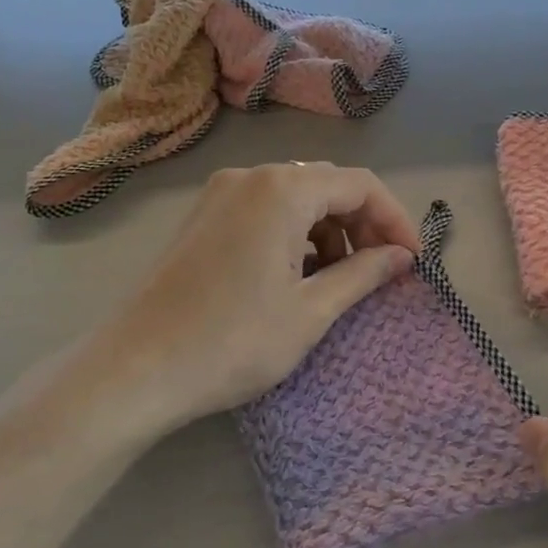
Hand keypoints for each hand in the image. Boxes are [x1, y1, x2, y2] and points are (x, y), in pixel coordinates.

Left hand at [101, 164, 419, 429]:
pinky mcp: (203, 217)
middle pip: (327, 185)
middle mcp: (251, 177)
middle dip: (363, 224)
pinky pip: (265, 210)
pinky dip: (294, 234)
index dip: (395, 220)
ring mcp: (221, 194)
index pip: (360, 186)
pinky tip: (298, 274)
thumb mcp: (310, 312)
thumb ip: (363, 274)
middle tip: (381, 271)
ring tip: (339, 278)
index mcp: (282, 189)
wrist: (135, 371)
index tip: (413, 262)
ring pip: (296, 197)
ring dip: (329, 230)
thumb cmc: (232, 342)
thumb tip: (401, 257)